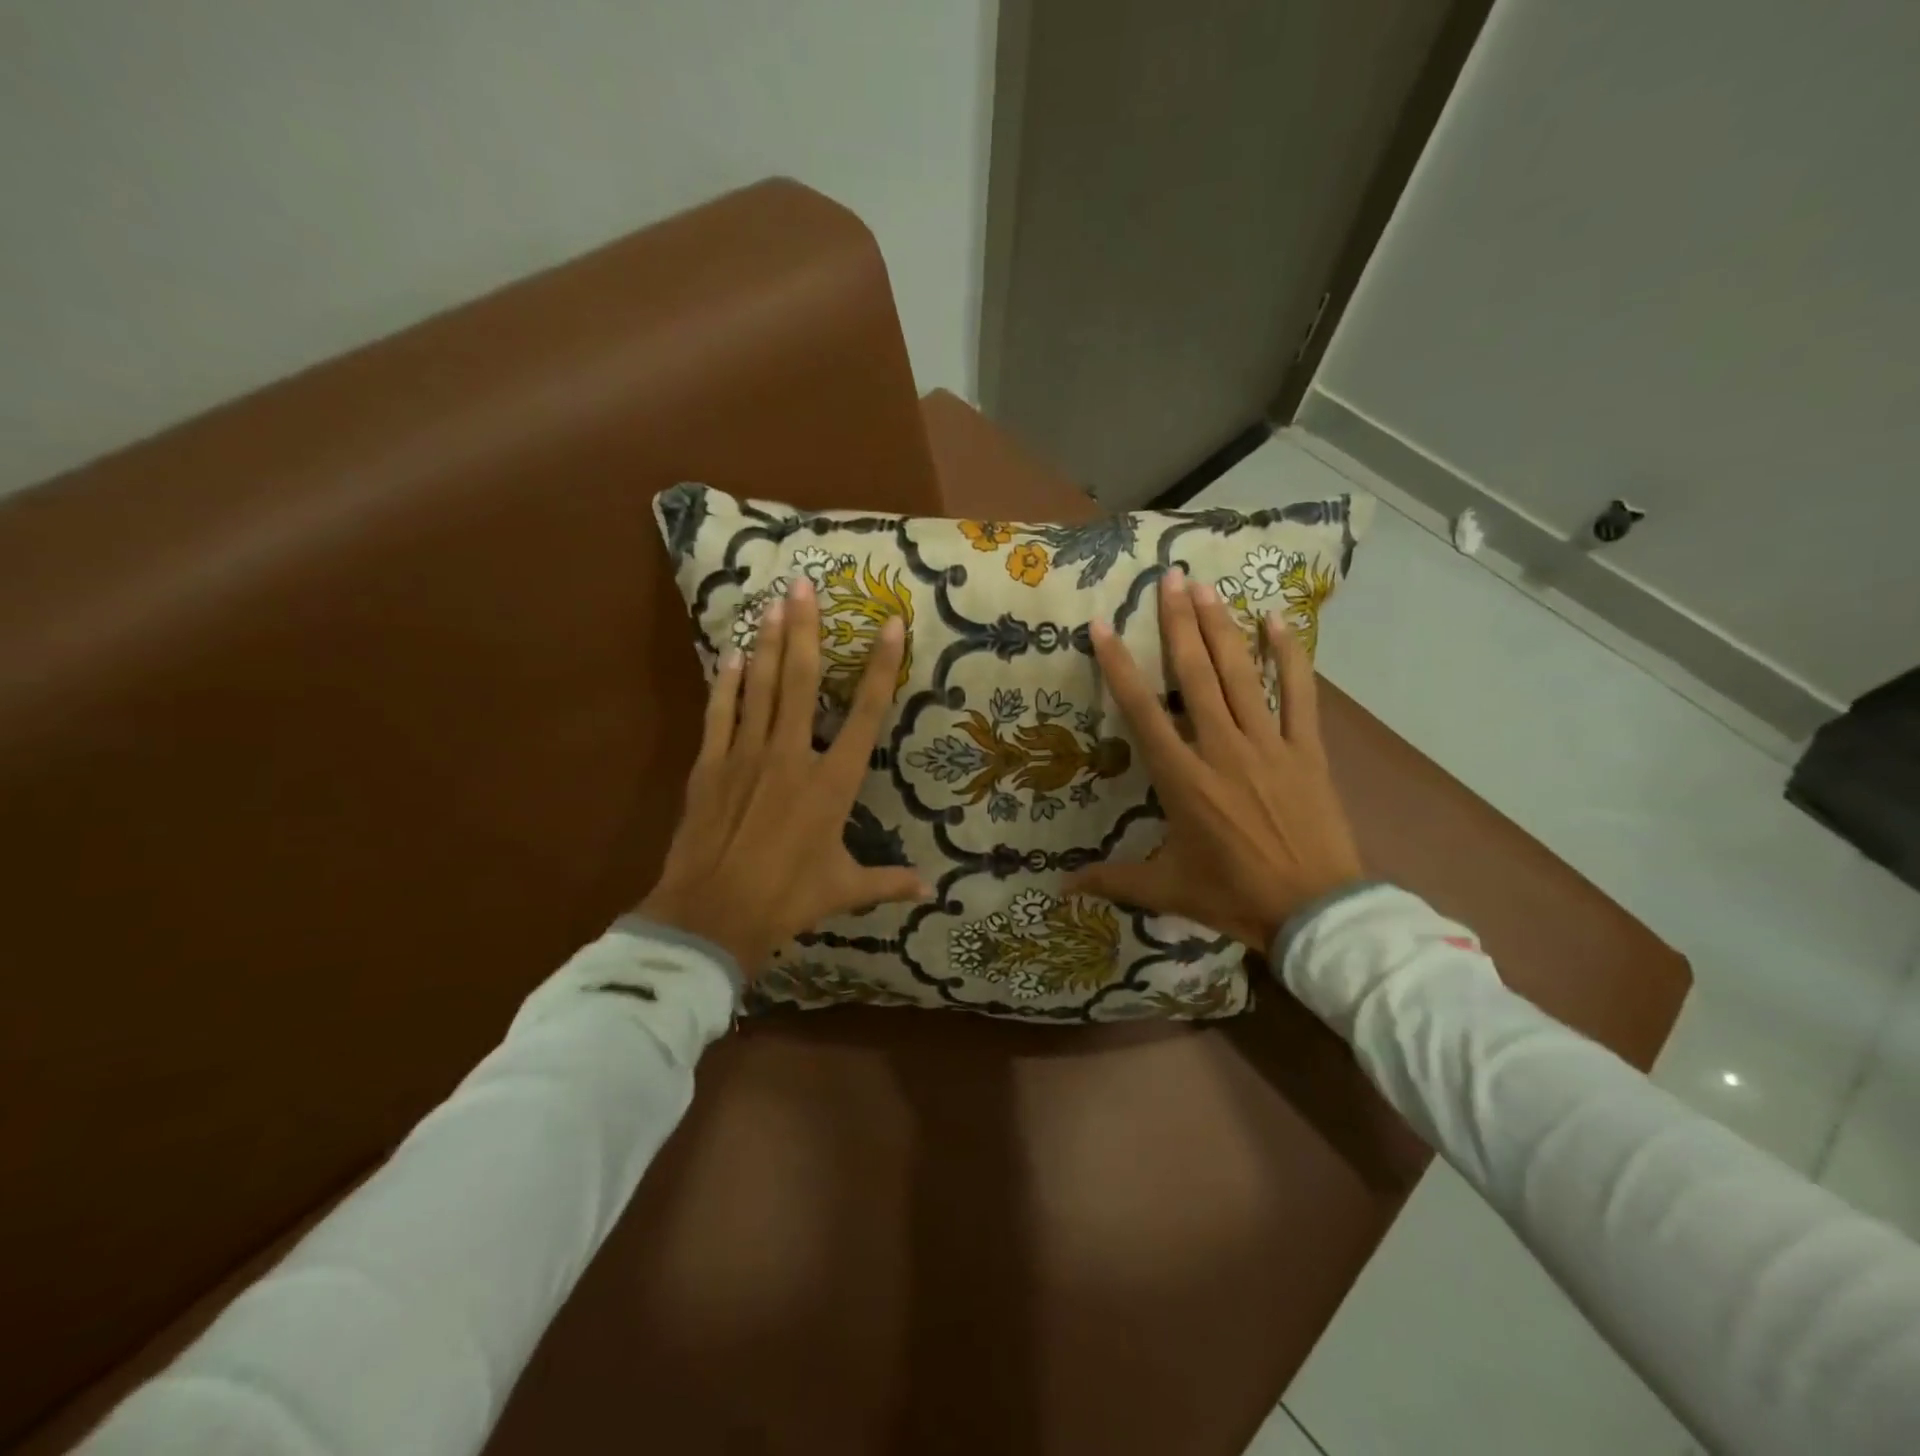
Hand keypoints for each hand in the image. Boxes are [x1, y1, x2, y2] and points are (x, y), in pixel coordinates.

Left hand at [638, 576, 930, 977]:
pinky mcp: (711, 765)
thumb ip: (887, 882)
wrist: (712, 915)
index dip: (880, 667)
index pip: (865, 714)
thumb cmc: (786, 899)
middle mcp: (792, 756)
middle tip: (805, 585)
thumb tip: (930, 890)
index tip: (889, 624)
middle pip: (801, 681)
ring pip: (760, 686)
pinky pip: (721, 713)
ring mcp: (747, 755)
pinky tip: (731, 654)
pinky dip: (727, 682)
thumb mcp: (844, 891)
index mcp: (832, 783)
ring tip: (771, 601)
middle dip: (806, 630)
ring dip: (767, 642)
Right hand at [1064, 569, 1363, 953]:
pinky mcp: (1306, 749)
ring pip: (1240, 674)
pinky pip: (1298, 693)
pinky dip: (1289, 655)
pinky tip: (1277, 620)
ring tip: (1206, 588)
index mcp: (1182, 778)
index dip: (1120, 666)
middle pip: (1195, 675)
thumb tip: (1060, 890)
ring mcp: (1267, 744)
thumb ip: (1112, 880)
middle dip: (1178, 623)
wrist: (1314, 911)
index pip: (1142, 711)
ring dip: (1221, 628)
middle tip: (1169, 578)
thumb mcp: (1166, 889)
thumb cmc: (1233, 896)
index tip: (1104, 625)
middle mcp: (1221, 748)